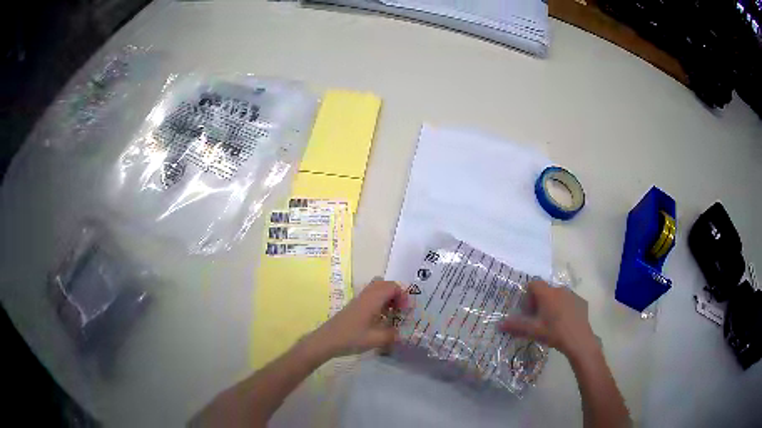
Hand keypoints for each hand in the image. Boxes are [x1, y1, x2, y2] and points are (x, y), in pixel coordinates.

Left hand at [307, 280, 406, 357]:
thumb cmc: (351, 338)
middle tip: (400, 309)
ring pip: (376, 289)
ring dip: (387, 298)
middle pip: (384, 284)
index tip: (406, 310)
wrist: (326, 340)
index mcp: (372, 300)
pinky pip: (370, 297)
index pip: (392, 286)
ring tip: (392, 315)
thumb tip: (401, 333)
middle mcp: (366, 296)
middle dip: (396, 294)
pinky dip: (379, 303)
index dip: (403, 295)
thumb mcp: (376, 339)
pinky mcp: (354, 307)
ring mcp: (358, 300)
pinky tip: (379, 320)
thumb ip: (392, 335)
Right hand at [498, 280, 597, 359]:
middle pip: (545, 290)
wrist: (579, 340)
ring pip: (558, 296)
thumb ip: (516, 326)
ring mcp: (572, 294)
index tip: (529, 311)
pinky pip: (569, 301)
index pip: (533, 284)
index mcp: (547, 294)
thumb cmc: (554, 333)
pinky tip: (565, 323)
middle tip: (538, 320)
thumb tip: (499, 324)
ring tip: (552, 323)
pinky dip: (564, 308)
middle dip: (540, 302)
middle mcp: (560, 289)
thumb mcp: (533, 331)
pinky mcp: (581, 301)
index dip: (528, 296)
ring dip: (552, 305)